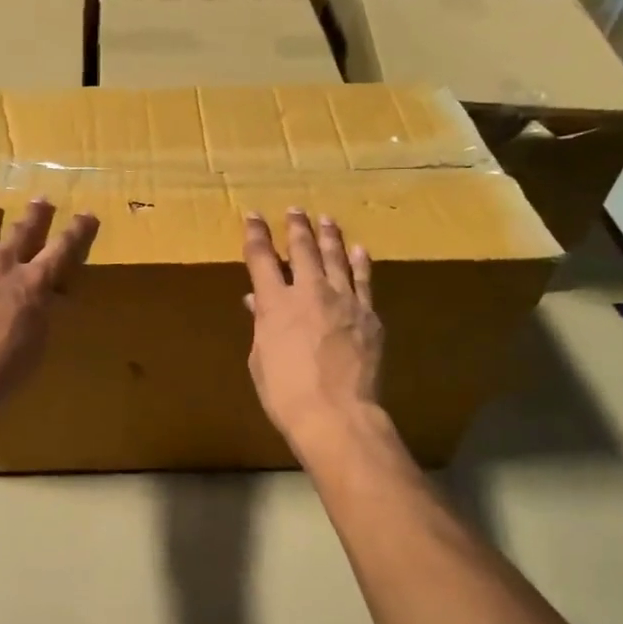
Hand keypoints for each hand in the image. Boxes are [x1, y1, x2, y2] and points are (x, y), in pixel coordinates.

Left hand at [0, 198, 99, 414]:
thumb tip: (50, 296)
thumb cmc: (4, 368)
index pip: (62, 250)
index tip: (86, 214)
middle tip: (40, 199)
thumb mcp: (38, 342)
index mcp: (32, 283)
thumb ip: (42, 313)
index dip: (77, 232)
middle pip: (21, 233)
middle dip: (34, 216)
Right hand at [243, 209, 384, 458]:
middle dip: (296, 227)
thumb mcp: (261, 359)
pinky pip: (364, 280)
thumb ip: (261, 325)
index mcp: (275, 303)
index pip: (261, 258)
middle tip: (295, 210)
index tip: (254, 216)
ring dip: (329, 236)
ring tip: (326, 219)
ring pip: (336, 257)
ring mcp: (343, 300)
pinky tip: (359, 250)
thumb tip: (257, 302)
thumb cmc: (285, 392)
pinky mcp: (368, 315)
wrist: (336, 413)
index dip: (256, 234)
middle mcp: (309, 292)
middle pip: (302, 249)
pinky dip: (360, 263)